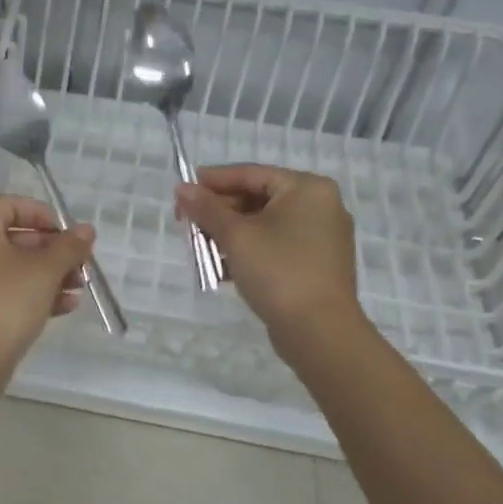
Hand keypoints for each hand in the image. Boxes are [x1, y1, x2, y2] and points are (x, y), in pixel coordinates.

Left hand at [0, 194, 94, 394]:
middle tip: (80, 265)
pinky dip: (26, 294)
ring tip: (77, 288)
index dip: (45, 216)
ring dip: (45, 275)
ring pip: (6, 268)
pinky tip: (62, 307)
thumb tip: (86, 230)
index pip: (10, 205)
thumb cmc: (5, 302)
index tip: (71, 235)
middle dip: (51, 251)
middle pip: (10, 238)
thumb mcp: (45, 270)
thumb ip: (68, 247)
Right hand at [176, 165, 361, 343]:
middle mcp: (319, 206)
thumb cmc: (278, 271)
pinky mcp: (315, 264)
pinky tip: (222, 269)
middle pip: (257, 198)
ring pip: (263, 225)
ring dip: (229, 235)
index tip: (182, 191)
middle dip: (219, 213)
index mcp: (307, 188)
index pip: (250, 174)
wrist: (318, 330)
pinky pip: (275, 246)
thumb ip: (206, 209)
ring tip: (200, 249)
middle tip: (187, 225)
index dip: (212, 181)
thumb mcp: (235, 236)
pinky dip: (248, 252)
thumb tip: (182, 189)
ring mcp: (320, 237)